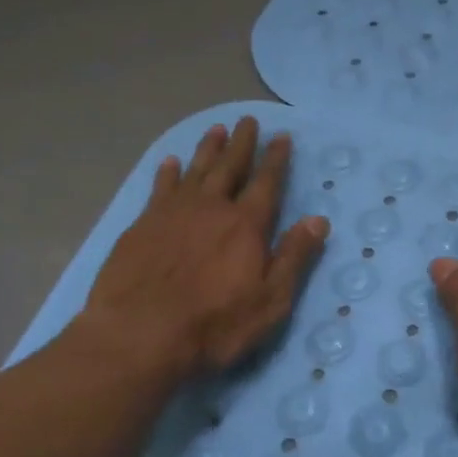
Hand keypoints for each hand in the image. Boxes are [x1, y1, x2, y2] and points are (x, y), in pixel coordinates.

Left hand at [73, 117, 329, 379]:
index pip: (266, 183)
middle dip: (242, 144)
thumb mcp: (270, 300)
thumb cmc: (214, 325)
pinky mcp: (142, 226)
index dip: (276, 159)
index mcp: (246, 225)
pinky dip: (167, 173)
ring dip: (207, 149)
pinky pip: (159, 188)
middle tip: (248, 120)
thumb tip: (319, 220)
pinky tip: (169, 163)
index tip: (282, 136)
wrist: (138, 335)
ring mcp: (172, 214)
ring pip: (195, 171)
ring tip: (216, 129)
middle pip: (230, 167)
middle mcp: (211, 208)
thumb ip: (294, 257)